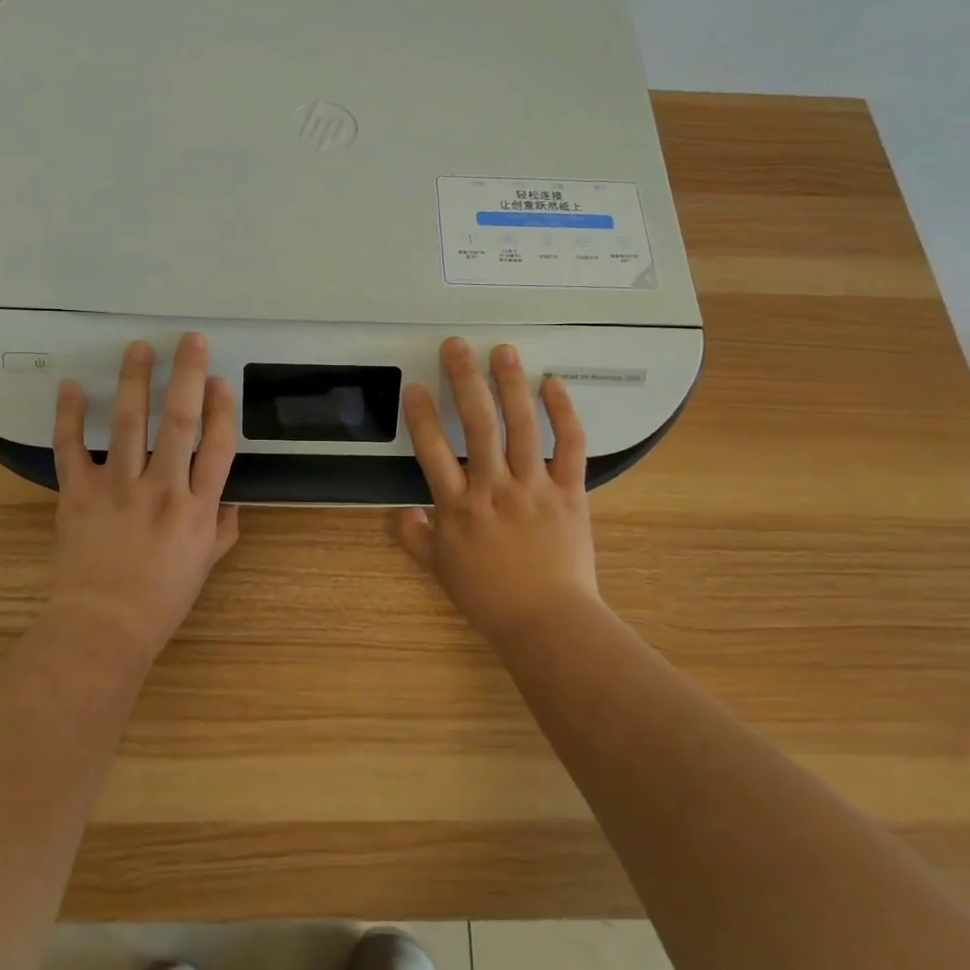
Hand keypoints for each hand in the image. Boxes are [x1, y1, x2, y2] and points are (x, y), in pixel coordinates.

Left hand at [48, 333, 239, 659]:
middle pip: (179, 422)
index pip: (217, 446)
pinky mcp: (79, 494)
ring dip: (134, 381)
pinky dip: (68, 417)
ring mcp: (118, 488)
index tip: (220, 379)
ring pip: (129, 424)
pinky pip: (70, 449)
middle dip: (186, 376)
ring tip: (138, 348)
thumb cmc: (161, 599)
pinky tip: (71, 387)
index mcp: (198, 507)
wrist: (103, 627)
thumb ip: (222, 529)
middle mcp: (163, 489)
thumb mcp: (204, 566)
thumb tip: (233, 502)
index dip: (221, 409)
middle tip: (189, 339)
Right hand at [397, 337, 599, 644]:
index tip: (415, 386)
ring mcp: (534, 487)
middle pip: (477, 425)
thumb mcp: (441, 571)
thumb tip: (400, 513)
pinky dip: (563, 414)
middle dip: (464, 380)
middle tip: (456, 346)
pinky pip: (569, 446)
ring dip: (511, 384)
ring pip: (521, 426)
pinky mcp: (570, 492)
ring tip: (503, 351)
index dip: (421, 415)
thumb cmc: (489, 598)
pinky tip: (553, 384)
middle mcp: (493, 488)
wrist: (548, 623)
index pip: (432, 451)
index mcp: (458, 508)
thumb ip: (416, 539)